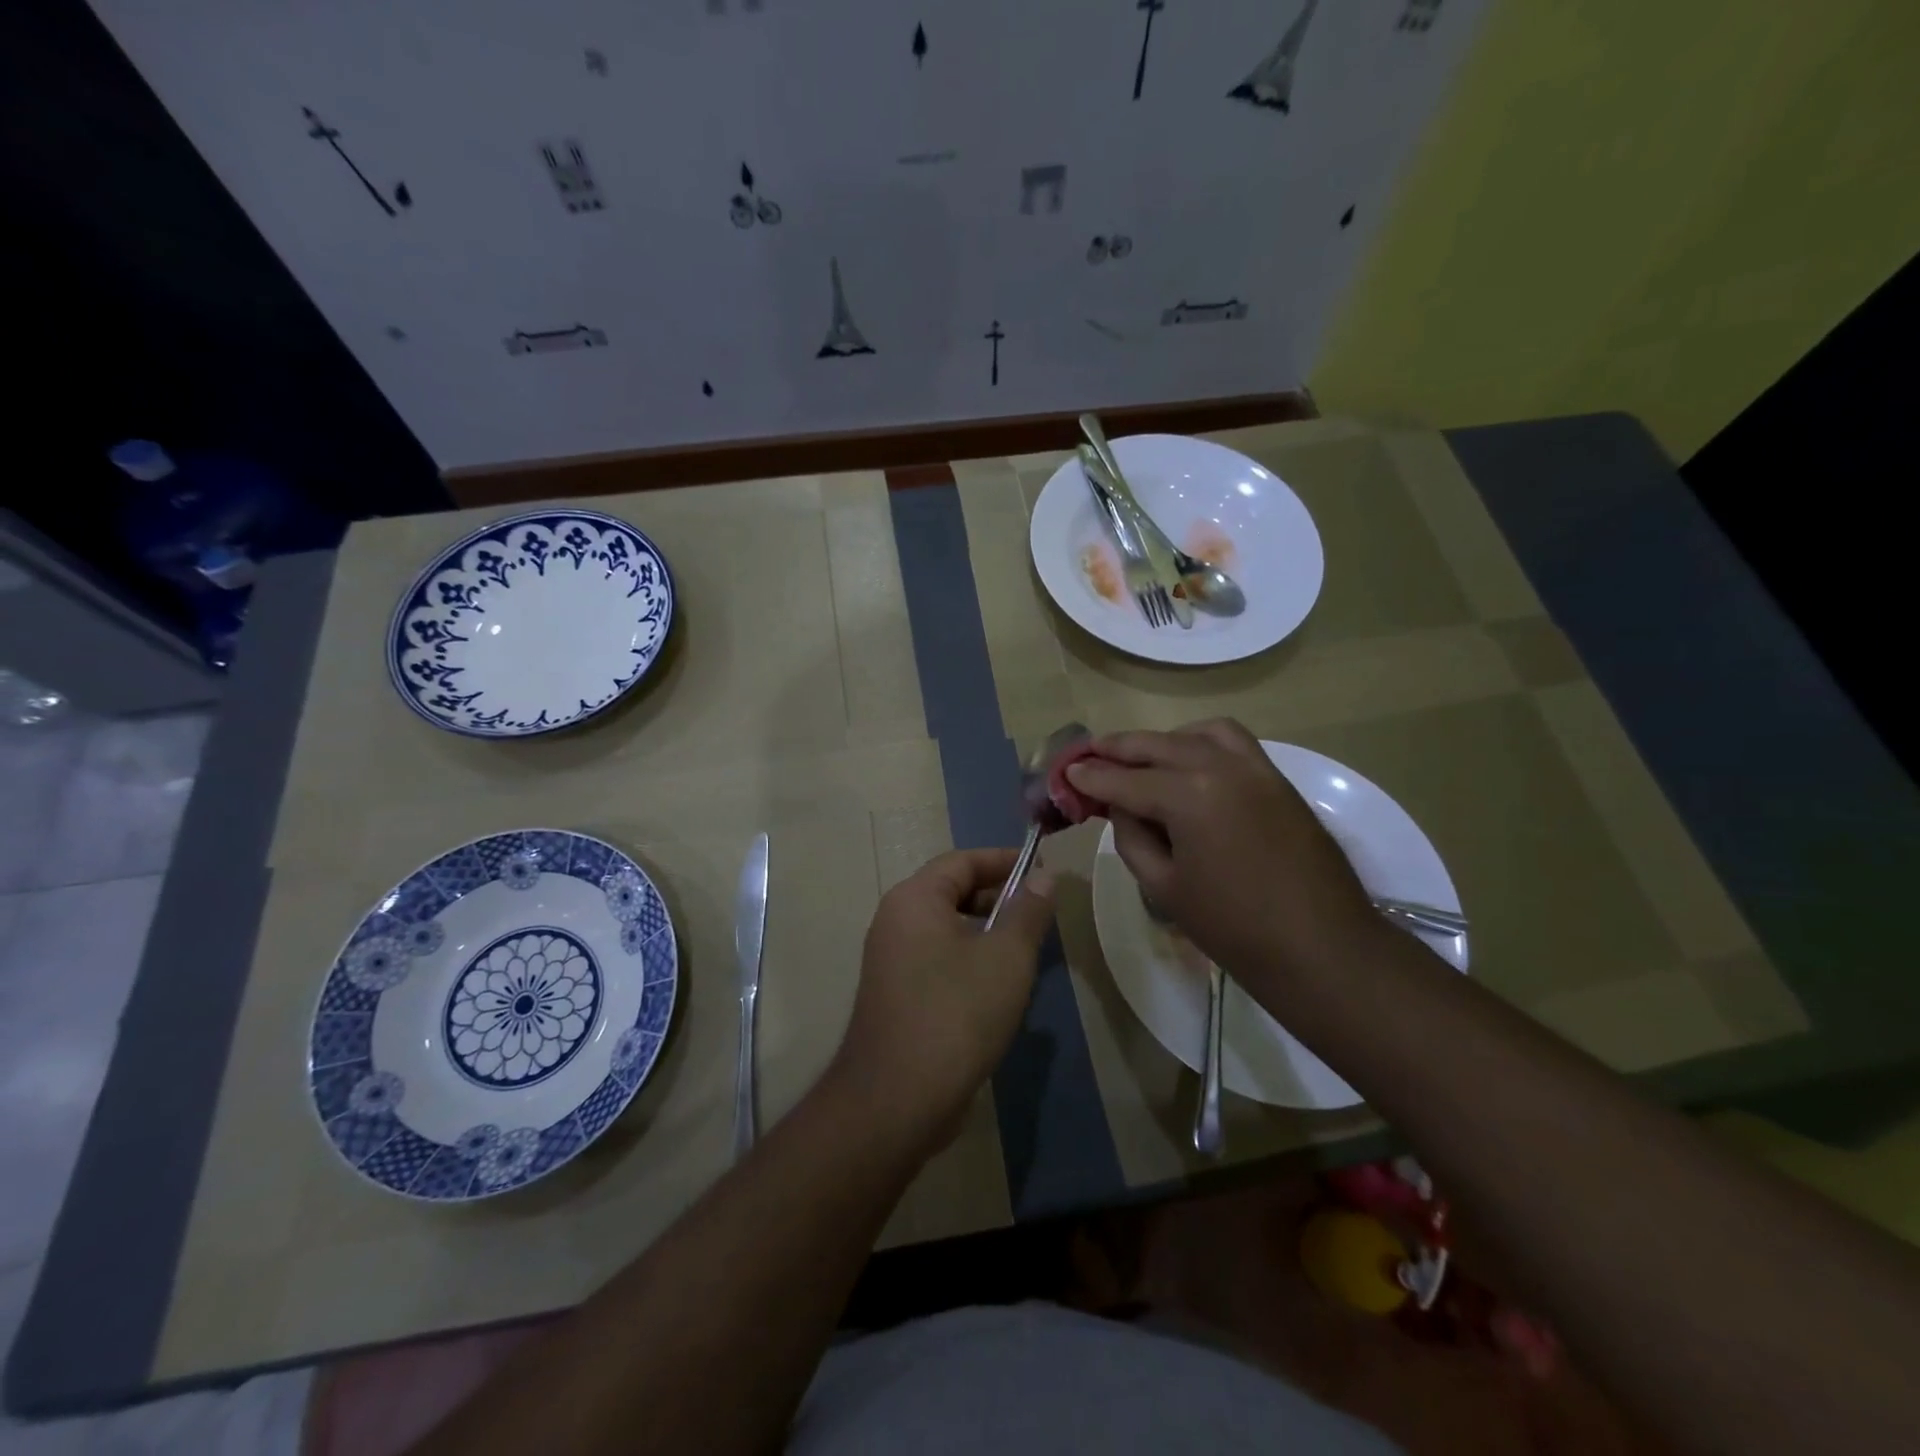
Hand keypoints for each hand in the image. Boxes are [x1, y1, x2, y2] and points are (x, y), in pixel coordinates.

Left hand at [831, 848, 1055, 1149]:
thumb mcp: (1006, 958)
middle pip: (951, 891)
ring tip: (1025, 948)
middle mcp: (894, 921)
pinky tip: (997, 986)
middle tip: (1039, 911)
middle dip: (997, 896)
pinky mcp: (895, 994)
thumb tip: (1043, 877)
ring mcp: (890, 960)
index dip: (1004, 860)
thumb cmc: (956, 1013)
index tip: (1042, 870)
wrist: (897, 1099)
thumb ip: (1027, 912)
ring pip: (945, 928)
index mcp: (914, 899)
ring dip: (985, 931)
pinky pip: (936, 959)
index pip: (962, 861)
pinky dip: (968, 958)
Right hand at [1066, 719, 1380, 983]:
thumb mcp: (1164, 886)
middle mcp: (1221, 766)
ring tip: (1139, 757)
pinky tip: (1189, 762)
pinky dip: (1201, 741)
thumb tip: (1121, 807)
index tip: (1066, 773)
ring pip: (1196, 734)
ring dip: (1162, 740)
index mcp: (1189, 795)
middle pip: (1157, 745)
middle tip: (1088, 755)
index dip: (1091, 778)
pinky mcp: (1277, 778)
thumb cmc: (1234, 928)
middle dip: (1117, 749)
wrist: (1322, 948)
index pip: (1125, 780)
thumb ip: (1132, 836)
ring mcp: (1255, 767)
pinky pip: (1232, 742)